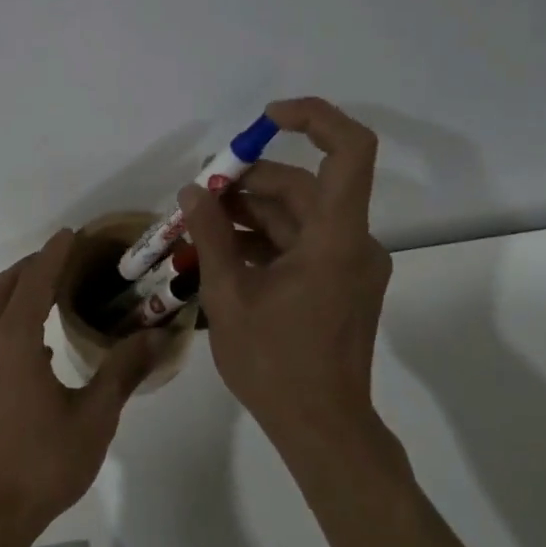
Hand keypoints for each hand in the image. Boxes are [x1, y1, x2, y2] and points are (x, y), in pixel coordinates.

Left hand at [0, 229, 165, 543]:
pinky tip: (39, 342)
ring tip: (56, 291)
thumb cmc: (42, 463)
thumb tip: (159, 335)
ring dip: (21, 291)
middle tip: (69, 258)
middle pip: (8, 286)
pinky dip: (11, 319)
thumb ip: (123, 370)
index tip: (73, 233)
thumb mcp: (93, 417)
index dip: (56, 253)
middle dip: (35, 266)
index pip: (36, 279)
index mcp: (14, 340)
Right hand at [180, 97, 399, 470]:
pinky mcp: (340, 282)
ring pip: (299, 215)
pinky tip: (221, 249)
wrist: (321, 427)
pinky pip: (301, 243)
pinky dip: (264, 239)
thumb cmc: (275, 364)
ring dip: (251, 212)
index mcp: (336, 239)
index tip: (264, 120)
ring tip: (199, 223)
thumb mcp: (230, 296)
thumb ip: (212, 235)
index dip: (313, 119)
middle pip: (305, 186)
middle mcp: (352, 242)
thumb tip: (193, 191)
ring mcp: (349, 264)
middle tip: (199, 192)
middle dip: (250, 181)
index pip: (349, 151)